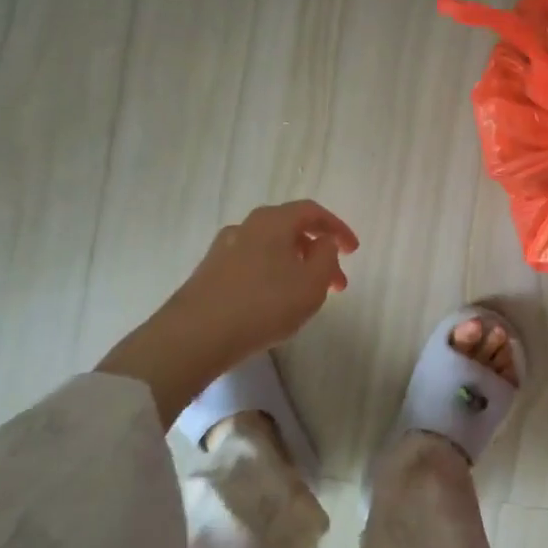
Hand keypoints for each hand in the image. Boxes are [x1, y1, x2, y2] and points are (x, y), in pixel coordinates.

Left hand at [96, 200, 357, 423]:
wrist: (193, 336)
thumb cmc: (262, 305)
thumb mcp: (311, 284)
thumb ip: (327, 257)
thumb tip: (324, 243)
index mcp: (273, 220)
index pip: (312, 211)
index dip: (338, 228)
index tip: (354, 250)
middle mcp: (247, 226)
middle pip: (291, 229)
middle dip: (318, 252)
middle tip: (336, 283)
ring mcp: (224, 249)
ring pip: (271, 249)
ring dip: (296, 266)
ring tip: (308, 297)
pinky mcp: (209, 273)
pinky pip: (252, 265)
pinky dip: (273, 276)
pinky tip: (275, 303)